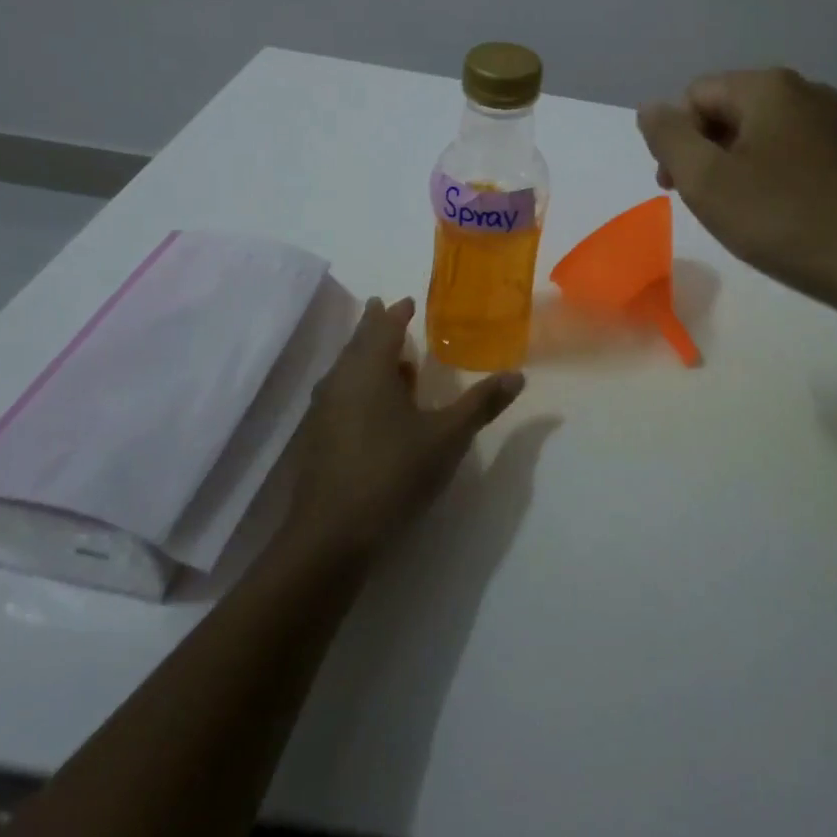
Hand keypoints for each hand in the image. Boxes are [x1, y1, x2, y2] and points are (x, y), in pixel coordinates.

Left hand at [285, 296, 524, 555]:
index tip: (405, 301)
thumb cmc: (394, 472)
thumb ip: (481, 404)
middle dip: (375, 327)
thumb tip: (518, 375)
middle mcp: (341, 380)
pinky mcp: (318, 437)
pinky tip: (374, 405)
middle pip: (358, 342)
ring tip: (391, 359)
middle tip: (386, 311)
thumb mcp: (448, 436)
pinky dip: (358, 384)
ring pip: (346, 369)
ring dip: (366, 356)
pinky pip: (340, 393)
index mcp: (370, 369)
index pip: (383, 327)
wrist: (332, 534)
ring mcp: (324, 410)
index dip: (395, 313)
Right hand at [638, 68, 836, 313]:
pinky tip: (778, 216)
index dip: (676, 141)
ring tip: (741, 215)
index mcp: (768, 86)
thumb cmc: (785, 220)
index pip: (694, 96)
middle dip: (705, 154)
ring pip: (759, 135)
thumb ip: (668, 137)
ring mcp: (835, 122)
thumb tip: (651, 108)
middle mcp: (805, 91)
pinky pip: (791, 154)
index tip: (680, 189)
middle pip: (727, 111)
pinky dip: (770, 178)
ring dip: (735, 169)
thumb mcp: (707, 181)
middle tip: (706, 205)